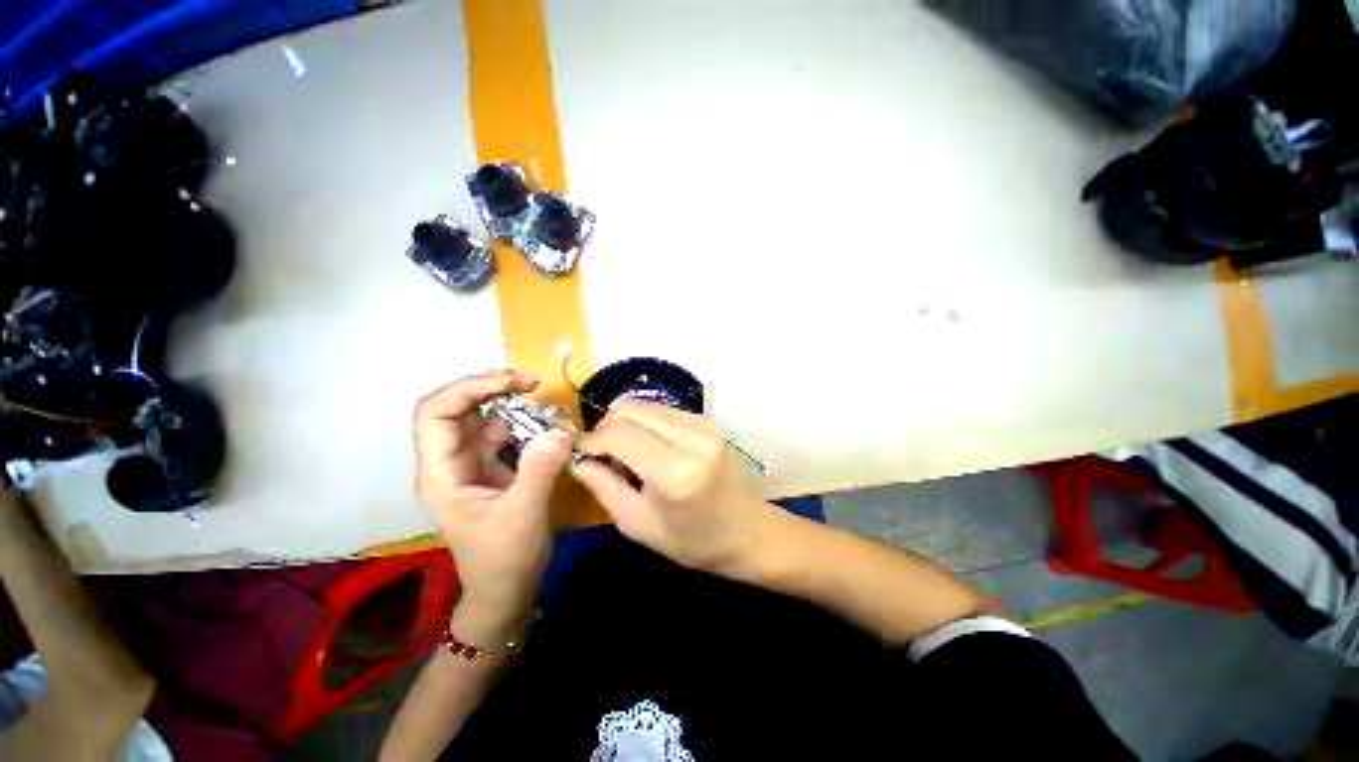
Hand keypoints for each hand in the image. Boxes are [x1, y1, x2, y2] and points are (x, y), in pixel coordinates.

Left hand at [414, 370, 571, 639]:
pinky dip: (524, 421)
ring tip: (542, 398)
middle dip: (491, 387)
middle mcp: (452, 461)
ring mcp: (473, 463)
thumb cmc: (504, 560)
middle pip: (458, 407)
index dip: (470, 388)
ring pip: (482, 417)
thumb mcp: (523, 516)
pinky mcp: (494, 467)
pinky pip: (505, 433)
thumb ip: (538, 471)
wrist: (507, 590)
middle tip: (532, 383)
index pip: (436, 413)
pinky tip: (546, 423)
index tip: (515, 383)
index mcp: (442, 472)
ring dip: (510, 402)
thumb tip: (558, 431)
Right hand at [572, 401, 776, 575]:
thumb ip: (603, 486)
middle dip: (604, 426)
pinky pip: (662, 410)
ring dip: (624, 422)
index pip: (618, 434)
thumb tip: (576, 459)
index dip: (590, 439)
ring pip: (645, 405)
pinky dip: (644, 422)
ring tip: (620, 452)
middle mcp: (691, 437)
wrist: (747, 532)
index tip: (575, 451)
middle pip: (630, 409)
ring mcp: (703, 424)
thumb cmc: (692, 540)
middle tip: (597, 452)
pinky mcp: (707, 420)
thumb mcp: (638, 524)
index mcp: (674, 470)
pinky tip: (644, 445)